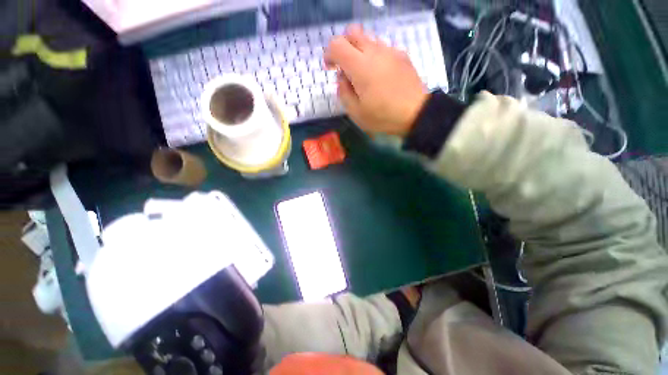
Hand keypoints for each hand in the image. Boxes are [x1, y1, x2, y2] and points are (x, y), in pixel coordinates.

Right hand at [324, 26, 428, 136]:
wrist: (415, 113)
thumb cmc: (383, 117)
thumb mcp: (356, 112)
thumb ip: (343, 92)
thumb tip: (342, 77)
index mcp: (360, 66)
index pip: (337, 44)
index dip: (329, 54)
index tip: (330, 68)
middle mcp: (374, 51)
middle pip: (352, 32)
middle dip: (343, 46)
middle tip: (344, 66)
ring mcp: (390, 51)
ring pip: (368, 39)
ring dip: (359, 51)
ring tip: (363, 74)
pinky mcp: (401, 55)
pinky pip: (382, 48)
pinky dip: (374, 56)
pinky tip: (379, 75)